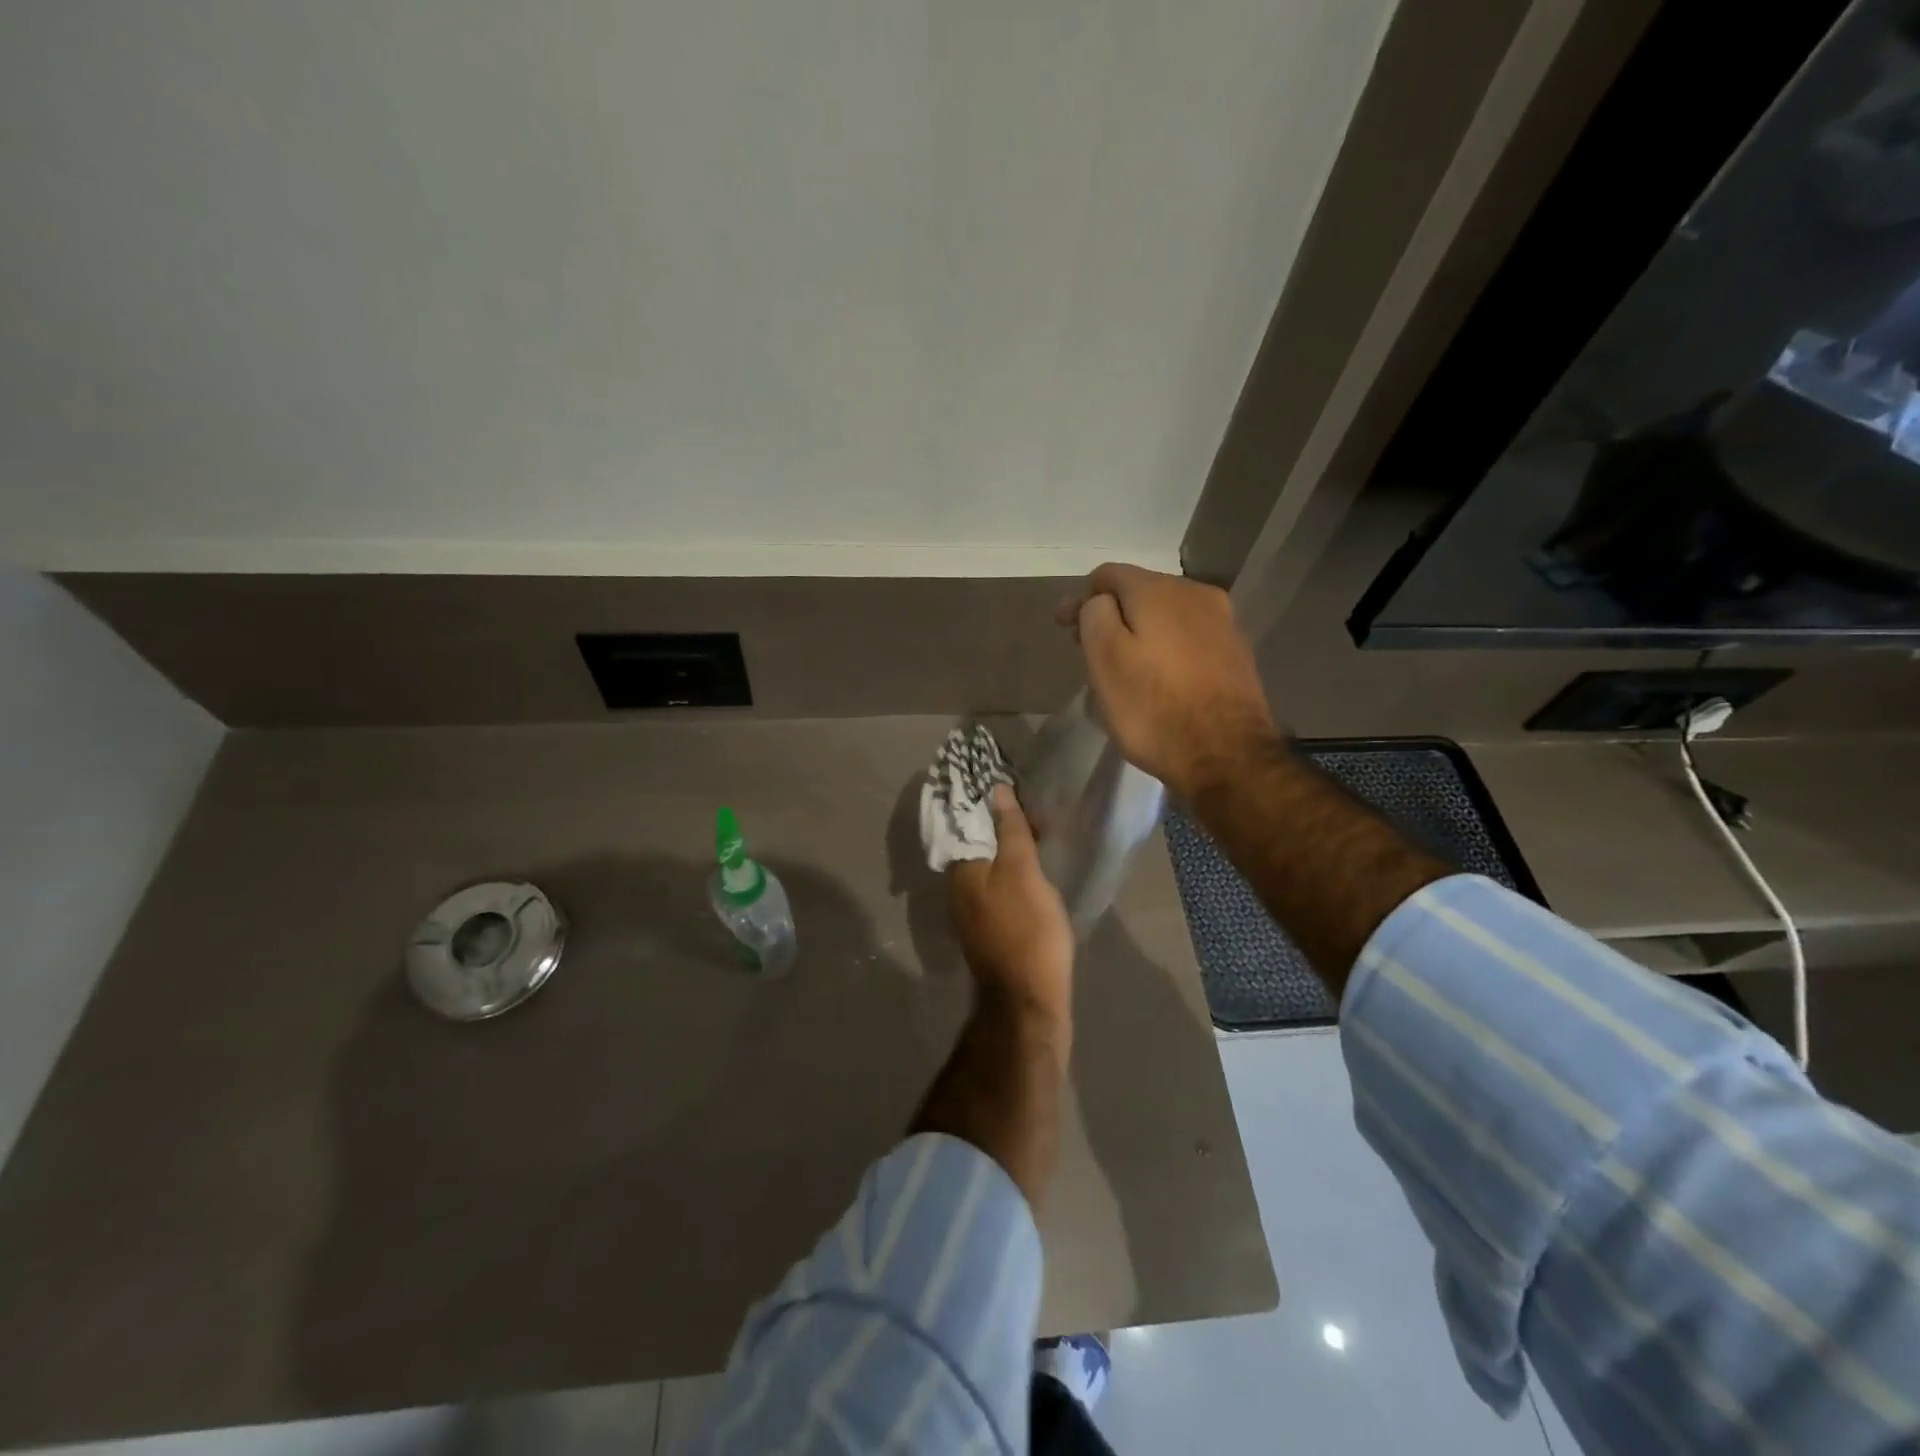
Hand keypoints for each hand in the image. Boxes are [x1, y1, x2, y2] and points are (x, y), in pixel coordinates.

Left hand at [946, 786, 1073, 1024]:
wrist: (1028, 1000)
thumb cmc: (1027, 930)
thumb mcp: (1023, 872)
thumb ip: (1010, 831)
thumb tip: (996, 790)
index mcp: (961, 868)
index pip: (965, 819)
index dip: (984, 798)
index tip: (1006, 777)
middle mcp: (958, 886)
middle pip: (976, 841)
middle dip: (997, 819)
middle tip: (1029, 800)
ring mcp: (973, 909)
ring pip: (988, 863)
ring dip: (1006, 843)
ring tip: (1036, 825)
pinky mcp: (990, 926)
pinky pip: (997, 883)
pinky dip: (1012, 867)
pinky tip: (1032, 864)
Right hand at [1057, 563, 1278, 800]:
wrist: (1227, 757)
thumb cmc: (1153, 709)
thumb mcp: (1105, 660)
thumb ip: (1095, 616)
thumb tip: (1101, 602)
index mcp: (1160, 591)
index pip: (1108, 575)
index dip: (1080, 597)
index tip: (1062, 628)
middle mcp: (1196, 593)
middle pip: (1141, 591)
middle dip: (1111, 612)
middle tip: (1085, 644)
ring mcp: (1223, 623)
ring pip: (1167, 614)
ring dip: (1140, 629)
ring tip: (1120, 659)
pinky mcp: (1236, 653)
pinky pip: (1188, 637)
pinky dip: (1165, 646)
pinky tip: (1157, 673)